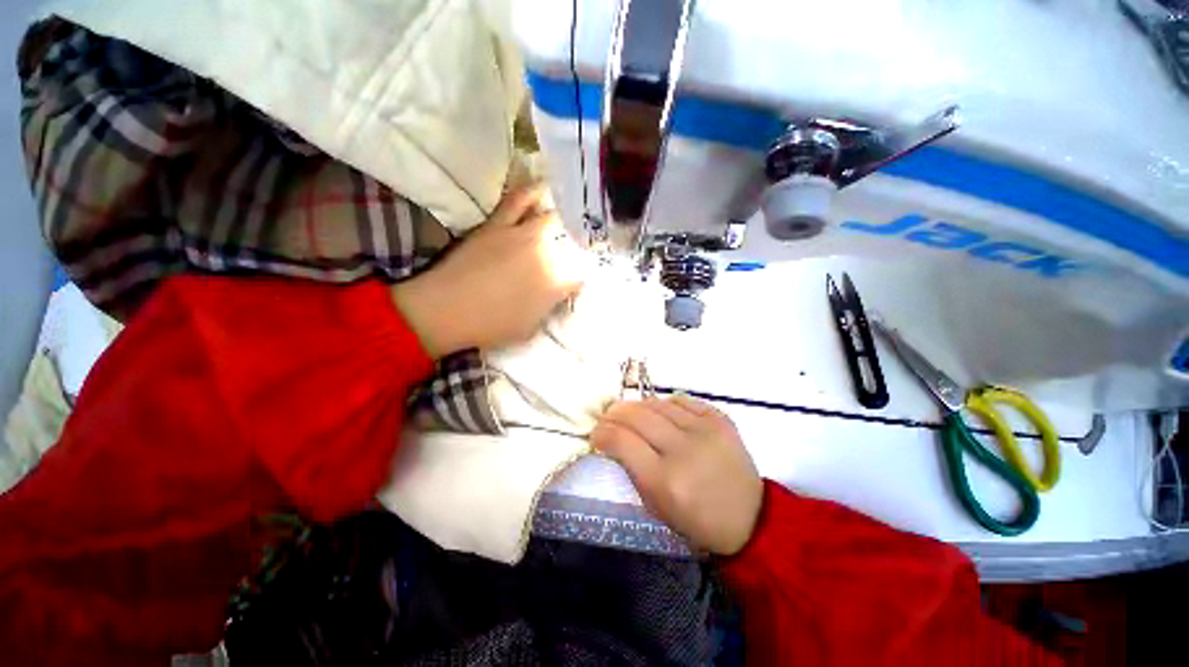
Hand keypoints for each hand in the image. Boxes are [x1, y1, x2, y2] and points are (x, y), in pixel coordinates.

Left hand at [392, 185, 589, 356]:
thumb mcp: (529, 328)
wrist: (447, 309)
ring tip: (564, 216)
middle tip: (571, 249)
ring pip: (551, 217)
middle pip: (570, 242)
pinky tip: (540, 191)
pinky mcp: (498, 223)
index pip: (580, 276)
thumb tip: (556, 297)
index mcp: (555, 284)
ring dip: (561, 218)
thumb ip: (548, 309)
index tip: (573, 283)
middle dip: (575, 245)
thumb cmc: (490, 327)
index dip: (579, 279)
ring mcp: (522, 235)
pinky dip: (531, 193)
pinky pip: (518, 199)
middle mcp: (545, 255)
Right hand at [590, 395, 762, 555]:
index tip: (596, 433)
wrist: (750, 518)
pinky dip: (666, 404)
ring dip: (638, 406)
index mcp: (665, 481)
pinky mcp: (720, 420)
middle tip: (608, 416)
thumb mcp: (656, 507)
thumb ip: (633, 470)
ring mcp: (705, 431)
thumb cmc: (698, 520)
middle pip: (637, 416)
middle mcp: (683, 450)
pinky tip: (661, 412)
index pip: (622, 441)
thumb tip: (615, 439)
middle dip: (615, 413)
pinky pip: (683, 401)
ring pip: (658, 404)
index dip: (602, 432)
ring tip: (631, 412)